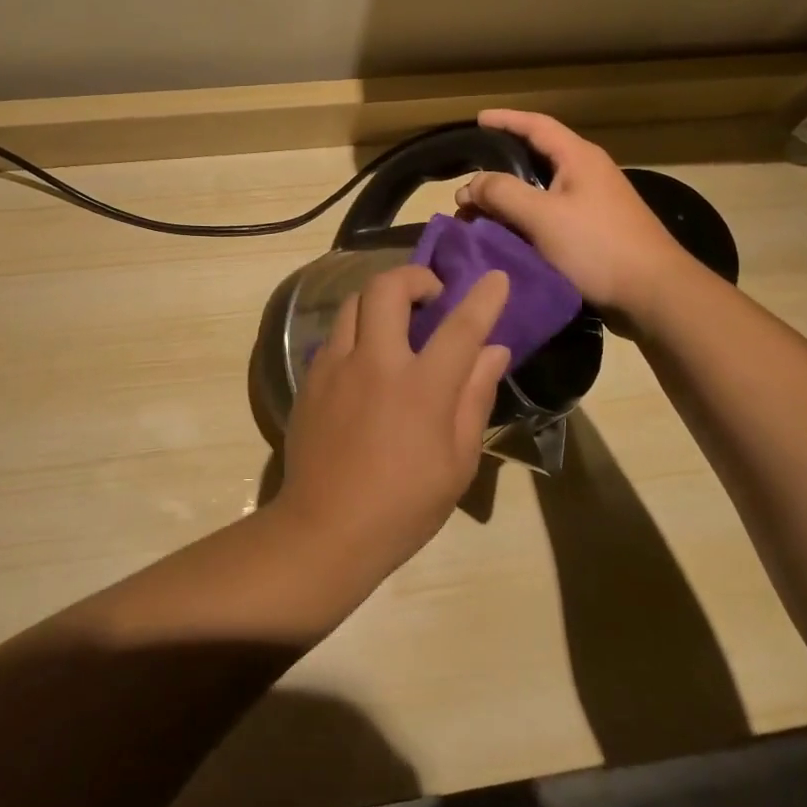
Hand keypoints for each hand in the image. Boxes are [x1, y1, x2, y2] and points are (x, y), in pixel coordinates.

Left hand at [273, 266, 511, 576]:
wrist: (324, 529)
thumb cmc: (403, 505)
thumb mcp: (457, 462)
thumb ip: (474, 397)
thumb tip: (494, 352)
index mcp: (421, 388)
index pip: (460, 327)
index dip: (483, 298)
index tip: (496, 277)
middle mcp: (375, 363)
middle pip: (387, 288)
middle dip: (414, 277)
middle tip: (431, 295)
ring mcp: (335, 366)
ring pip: (354, 302)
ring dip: (381, 300)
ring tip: (397, 323)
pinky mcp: (310, 377)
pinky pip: (335, 335)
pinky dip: (357, 331)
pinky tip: (366, 360)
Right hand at [455, 109, 694, 326]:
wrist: (654, 294)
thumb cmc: (598, 246)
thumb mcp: (542, 216)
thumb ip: (502, 193)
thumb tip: (469, 185)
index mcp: (579, 158)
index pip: (536, 125)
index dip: (505, 119)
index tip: (477, 120)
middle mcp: (587, 174)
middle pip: (535, 159)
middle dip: (498, 168)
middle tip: (467, 180)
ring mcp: (593, 204)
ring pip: (539, 191)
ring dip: (506, 199)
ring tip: (475, 214)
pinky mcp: (593, 232)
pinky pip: (548, 216)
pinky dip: (521, 220)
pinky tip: (503, 236)